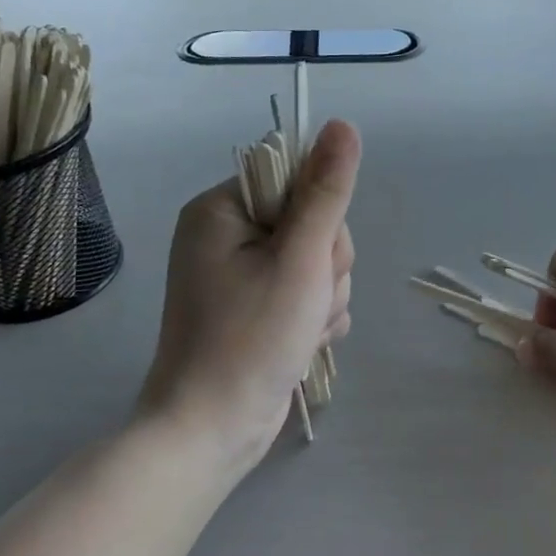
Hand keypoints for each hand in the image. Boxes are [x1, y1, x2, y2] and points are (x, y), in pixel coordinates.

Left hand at [139, 120, 359, 472]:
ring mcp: (242, 273)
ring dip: (325, 295)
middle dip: (326, 264)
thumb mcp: (299, 259)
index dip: (321, 215)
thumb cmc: (251, 339)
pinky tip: (305, 341)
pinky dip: (316, 315)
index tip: (314, 254)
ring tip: (302, 328)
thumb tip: (343, 125)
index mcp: (222, 209)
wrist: (212, 431)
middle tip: (307, 299)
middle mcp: (227, 234)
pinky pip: (309, 290)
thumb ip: (326, 192)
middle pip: (313, 222)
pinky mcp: (258, 306)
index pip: (295, 178)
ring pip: (318, 260)